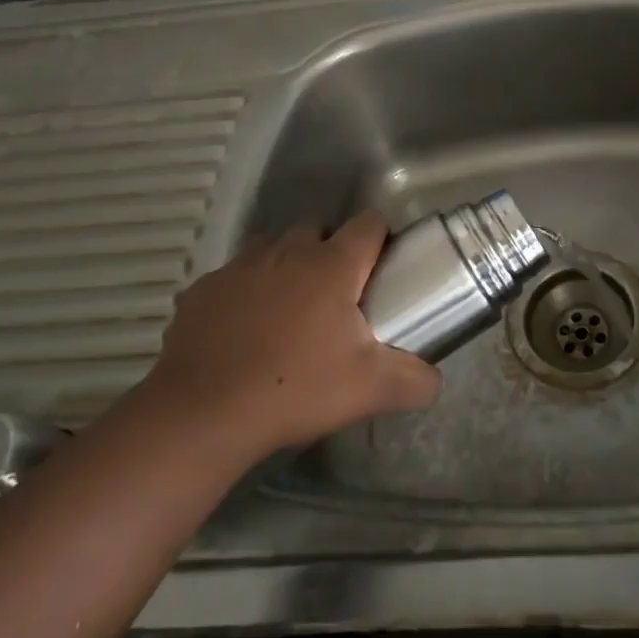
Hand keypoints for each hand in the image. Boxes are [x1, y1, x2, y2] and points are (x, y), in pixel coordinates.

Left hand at [147, 212, 441, 456]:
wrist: (203, 414)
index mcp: (333, 264)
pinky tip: (243, 332)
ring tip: (289, 311)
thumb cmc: (296, 389)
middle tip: (337, 296)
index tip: (382, 269)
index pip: (369, 223)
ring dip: (286, 266)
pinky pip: (233, 277)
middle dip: (330, 251)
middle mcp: (288, 251)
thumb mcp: (369, 390)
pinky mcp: (203, 288)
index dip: (380, 238)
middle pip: (318, 229)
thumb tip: (435, 381)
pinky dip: (244, 293)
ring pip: (272, 247)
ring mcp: (240, 266)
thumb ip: (415, 380)